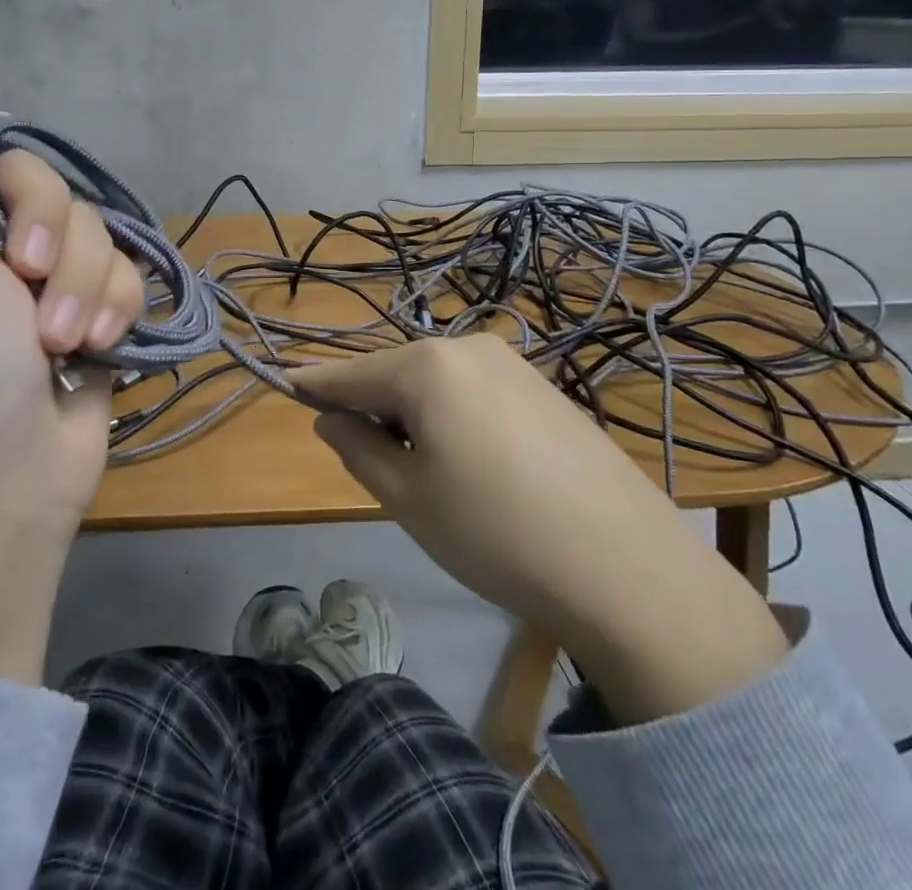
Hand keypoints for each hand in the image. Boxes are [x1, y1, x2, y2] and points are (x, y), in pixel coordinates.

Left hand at [0, 99, 145, 682]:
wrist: (13, 490)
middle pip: (21, 179)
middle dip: (43, 217)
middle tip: (29, 270)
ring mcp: (32, 284)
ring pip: (82, 227)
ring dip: (81, 280)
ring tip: (64, 340)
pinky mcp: (82, 310)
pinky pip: (114, 271)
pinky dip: (109, 305)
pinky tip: (96, 348)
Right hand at [301, 335, 788, 723]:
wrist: (625, 565)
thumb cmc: (494, 530)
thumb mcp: (407, 497)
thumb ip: (358, 448)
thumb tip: (331, 418)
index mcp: (426, 365)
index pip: (352, 374)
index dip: (316, 385)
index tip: (285, 383)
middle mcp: (468, 346)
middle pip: (397, 373)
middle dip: (375, 407)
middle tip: (374, 463)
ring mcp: (513, 363)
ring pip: (439, 382)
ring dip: (416, 413)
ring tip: (430, 473)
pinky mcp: (545, 388)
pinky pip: (477, 391)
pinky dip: (455, 415)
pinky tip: (476, 464)